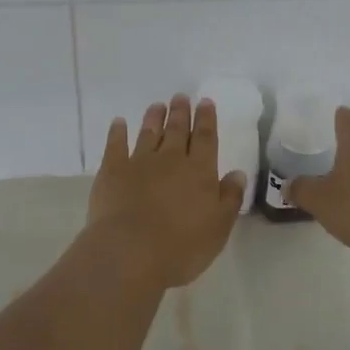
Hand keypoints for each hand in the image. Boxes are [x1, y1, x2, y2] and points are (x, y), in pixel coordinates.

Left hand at [85, 94, 245, 290]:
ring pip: (149, 133)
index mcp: (199, 171)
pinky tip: (119, 123)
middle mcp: (170, 159)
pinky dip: (117, 132)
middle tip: (181, 97)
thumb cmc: (181, 246)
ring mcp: (139, 162)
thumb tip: (237, 173)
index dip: (206, 119)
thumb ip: (230, 198)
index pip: (205, 138)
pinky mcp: (112, 171)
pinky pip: (115, 145)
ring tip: (157, 105)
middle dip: (181, 112)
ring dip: (154, 118)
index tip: (205, 101)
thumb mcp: (218, 227)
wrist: (130, 252)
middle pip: (177, 130)